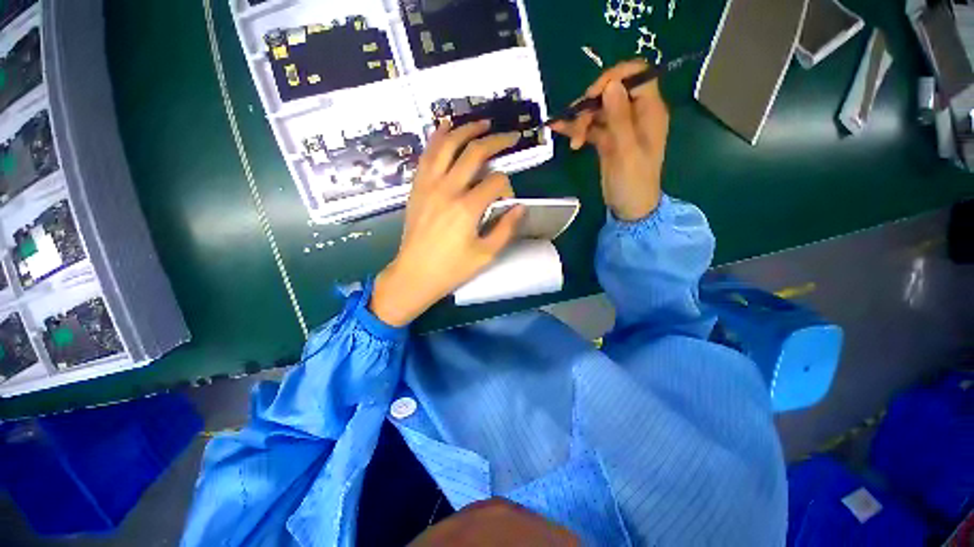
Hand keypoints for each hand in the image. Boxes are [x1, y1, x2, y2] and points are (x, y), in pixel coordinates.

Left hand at [370, 121, 523, 326]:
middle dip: (496, 141)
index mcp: (467, 208)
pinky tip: (446, 127)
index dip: (508, 187)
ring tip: (482, 122)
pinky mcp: (417, 187)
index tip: (507, 201)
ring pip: (448, 145)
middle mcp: (447, 189)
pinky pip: (427, 155)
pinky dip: (437, 137)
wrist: (414, 274)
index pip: (497, 182)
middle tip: (510, 136)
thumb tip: (520, 207)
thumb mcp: (485, 255)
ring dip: (466, 130)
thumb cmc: (452, 269)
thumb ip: (506, 229)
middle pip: (475, 153)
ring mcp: (429, 185)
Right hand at [552, 59, 669, 220]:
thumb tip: (610, 85)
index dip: (614, 78)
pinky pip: (590, 127)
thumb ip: (620, 118)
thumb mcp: (627, 150)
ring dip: (581, 120)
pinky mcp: (606, 140)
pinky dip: (576, 128)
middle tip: (578, 128)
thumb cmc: (634, 181)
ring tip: (572, 141)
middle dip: (591, 106)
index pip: (636, 75)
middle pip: (611, 92)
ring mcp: (619, 127)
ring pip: (598, 110)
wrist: (629, 207)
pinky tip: (558, 128)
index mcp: (649, 111)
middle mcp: (635, 113)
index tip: (593, 95)